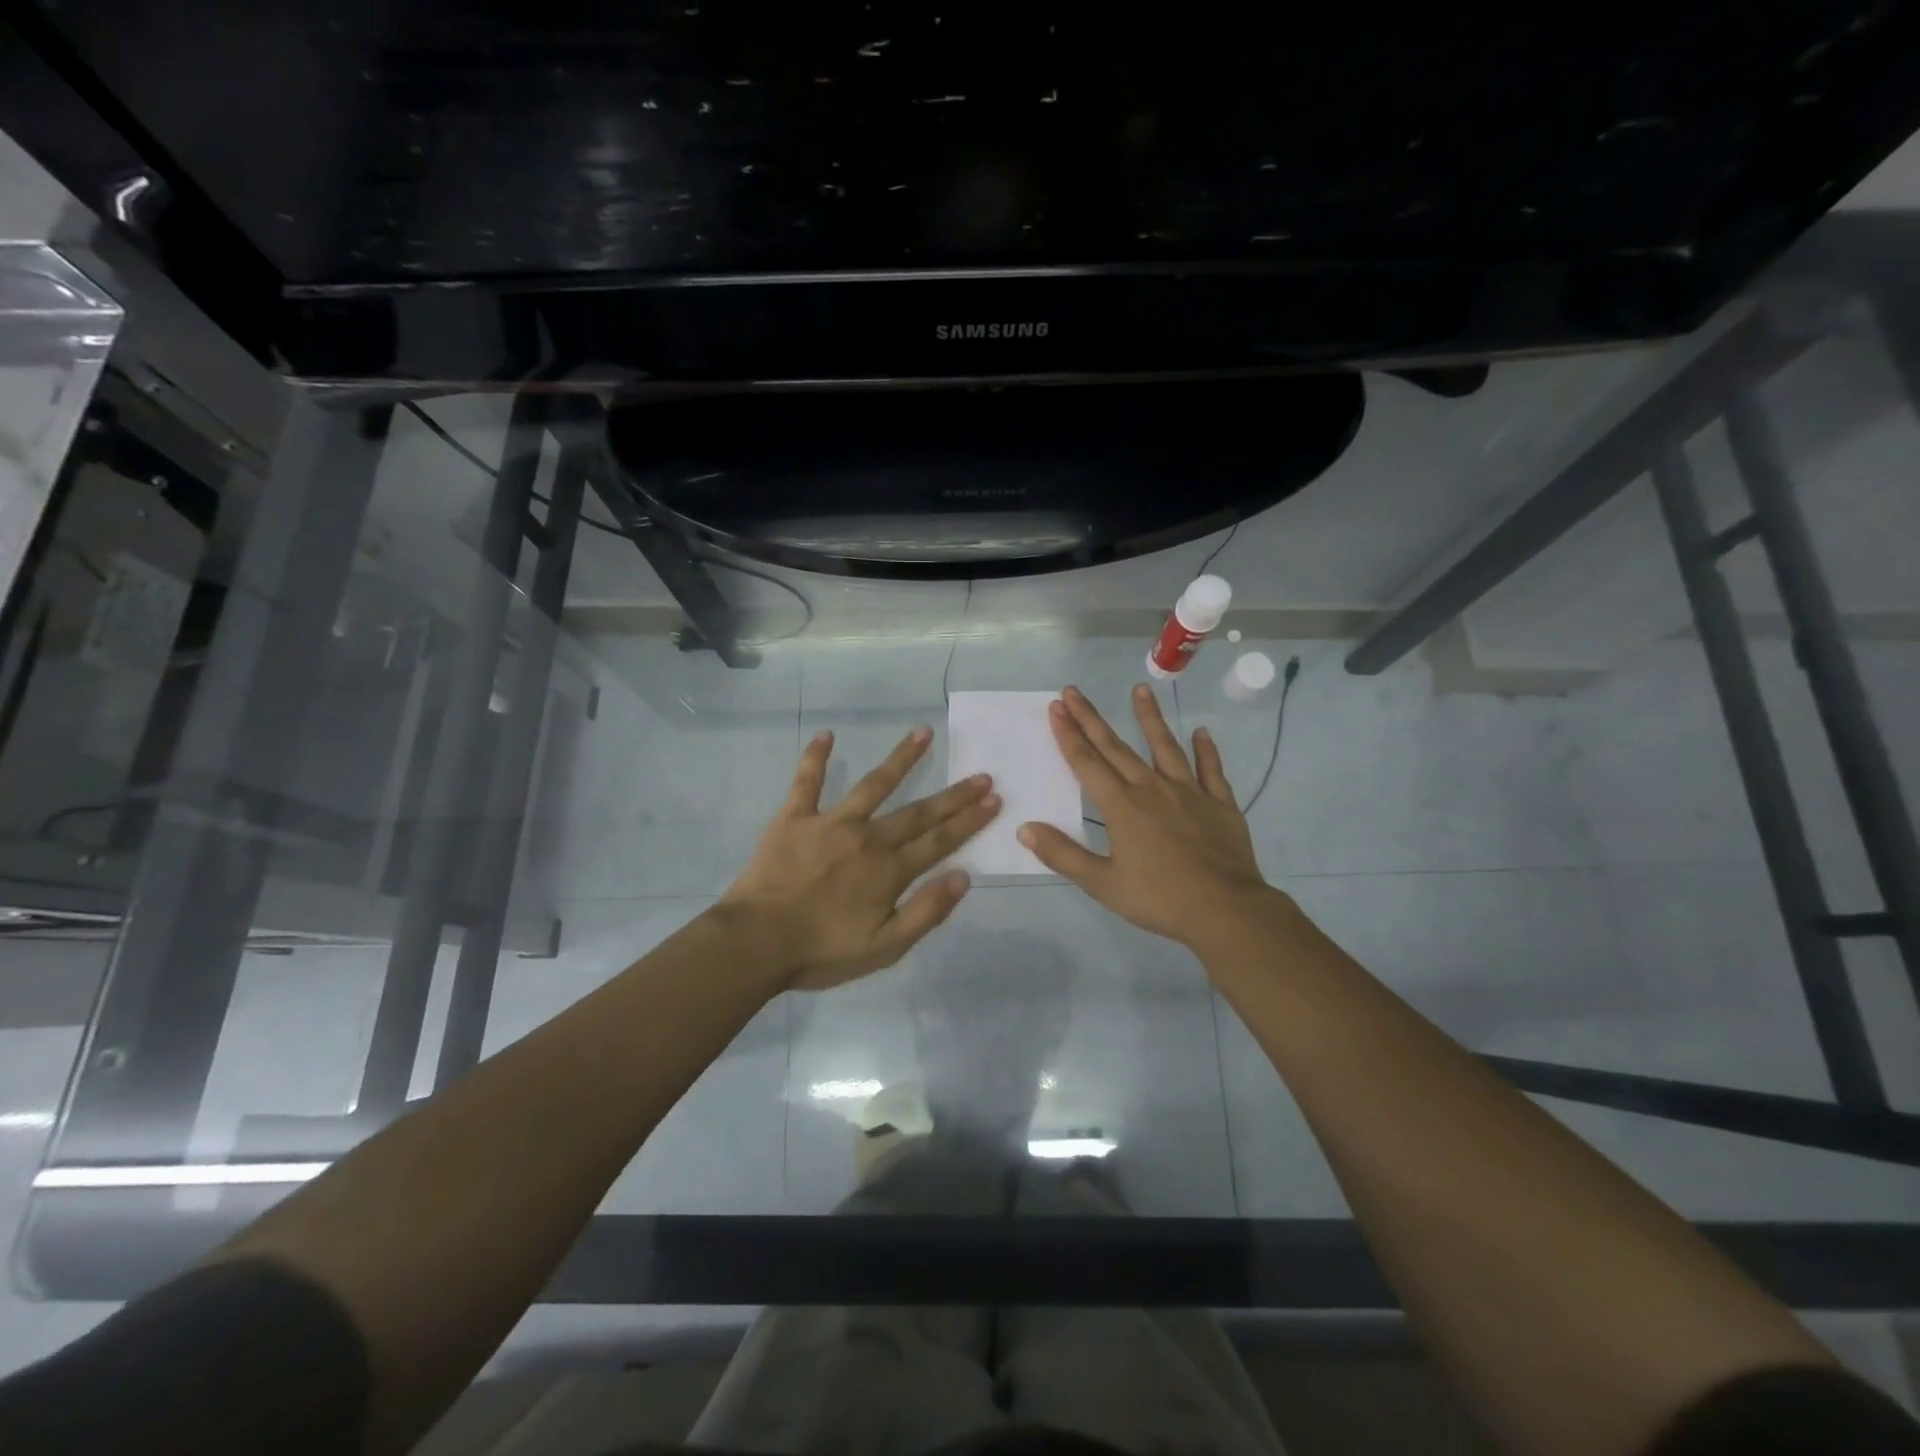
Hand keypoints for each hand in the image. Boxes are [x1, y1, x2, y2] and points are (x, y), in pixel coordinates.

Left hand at [721, 726, 1000, 990]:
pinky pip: (806, 782)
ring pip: (873, 784)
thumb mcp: (884, 948)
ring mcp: (830, 822)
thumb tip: (963, 877)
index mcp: (889, 870)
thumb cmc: (821, 951)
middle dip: (953, 795)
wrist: (755, 942)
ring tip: (923, 732)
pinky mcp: (794, 818)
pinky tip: (825, 734)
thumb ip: (926, 912)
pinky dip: (814, 757)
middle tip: (981, 774)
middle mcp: (867, 838)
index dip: (969, 821)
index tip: (993, 799)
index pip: (940, 841)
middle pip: (918, 812)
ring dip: (901, 758)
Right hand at [1018, 684, 1276, 947]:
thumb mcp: (1102, 883)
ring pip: (1165, 747)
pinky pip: (1211, 770)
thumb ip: (1063, 854)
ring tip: (1140, 689)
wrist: (1225, 909)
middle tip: (1074, 691)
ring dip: (1150, 717)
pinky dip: (1206, 750)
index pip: (1087, 762)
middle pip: (1116, 748)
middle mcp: (1151, 789)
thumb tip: (1025, 829)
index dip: (1069, 734)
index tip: (1056, 707)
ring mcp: (1189, 792)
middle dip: (1092, 719)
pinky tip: (1202, 733)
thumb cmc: (1159, 898)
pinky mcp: (1219, 803)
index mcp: (1121, 806)